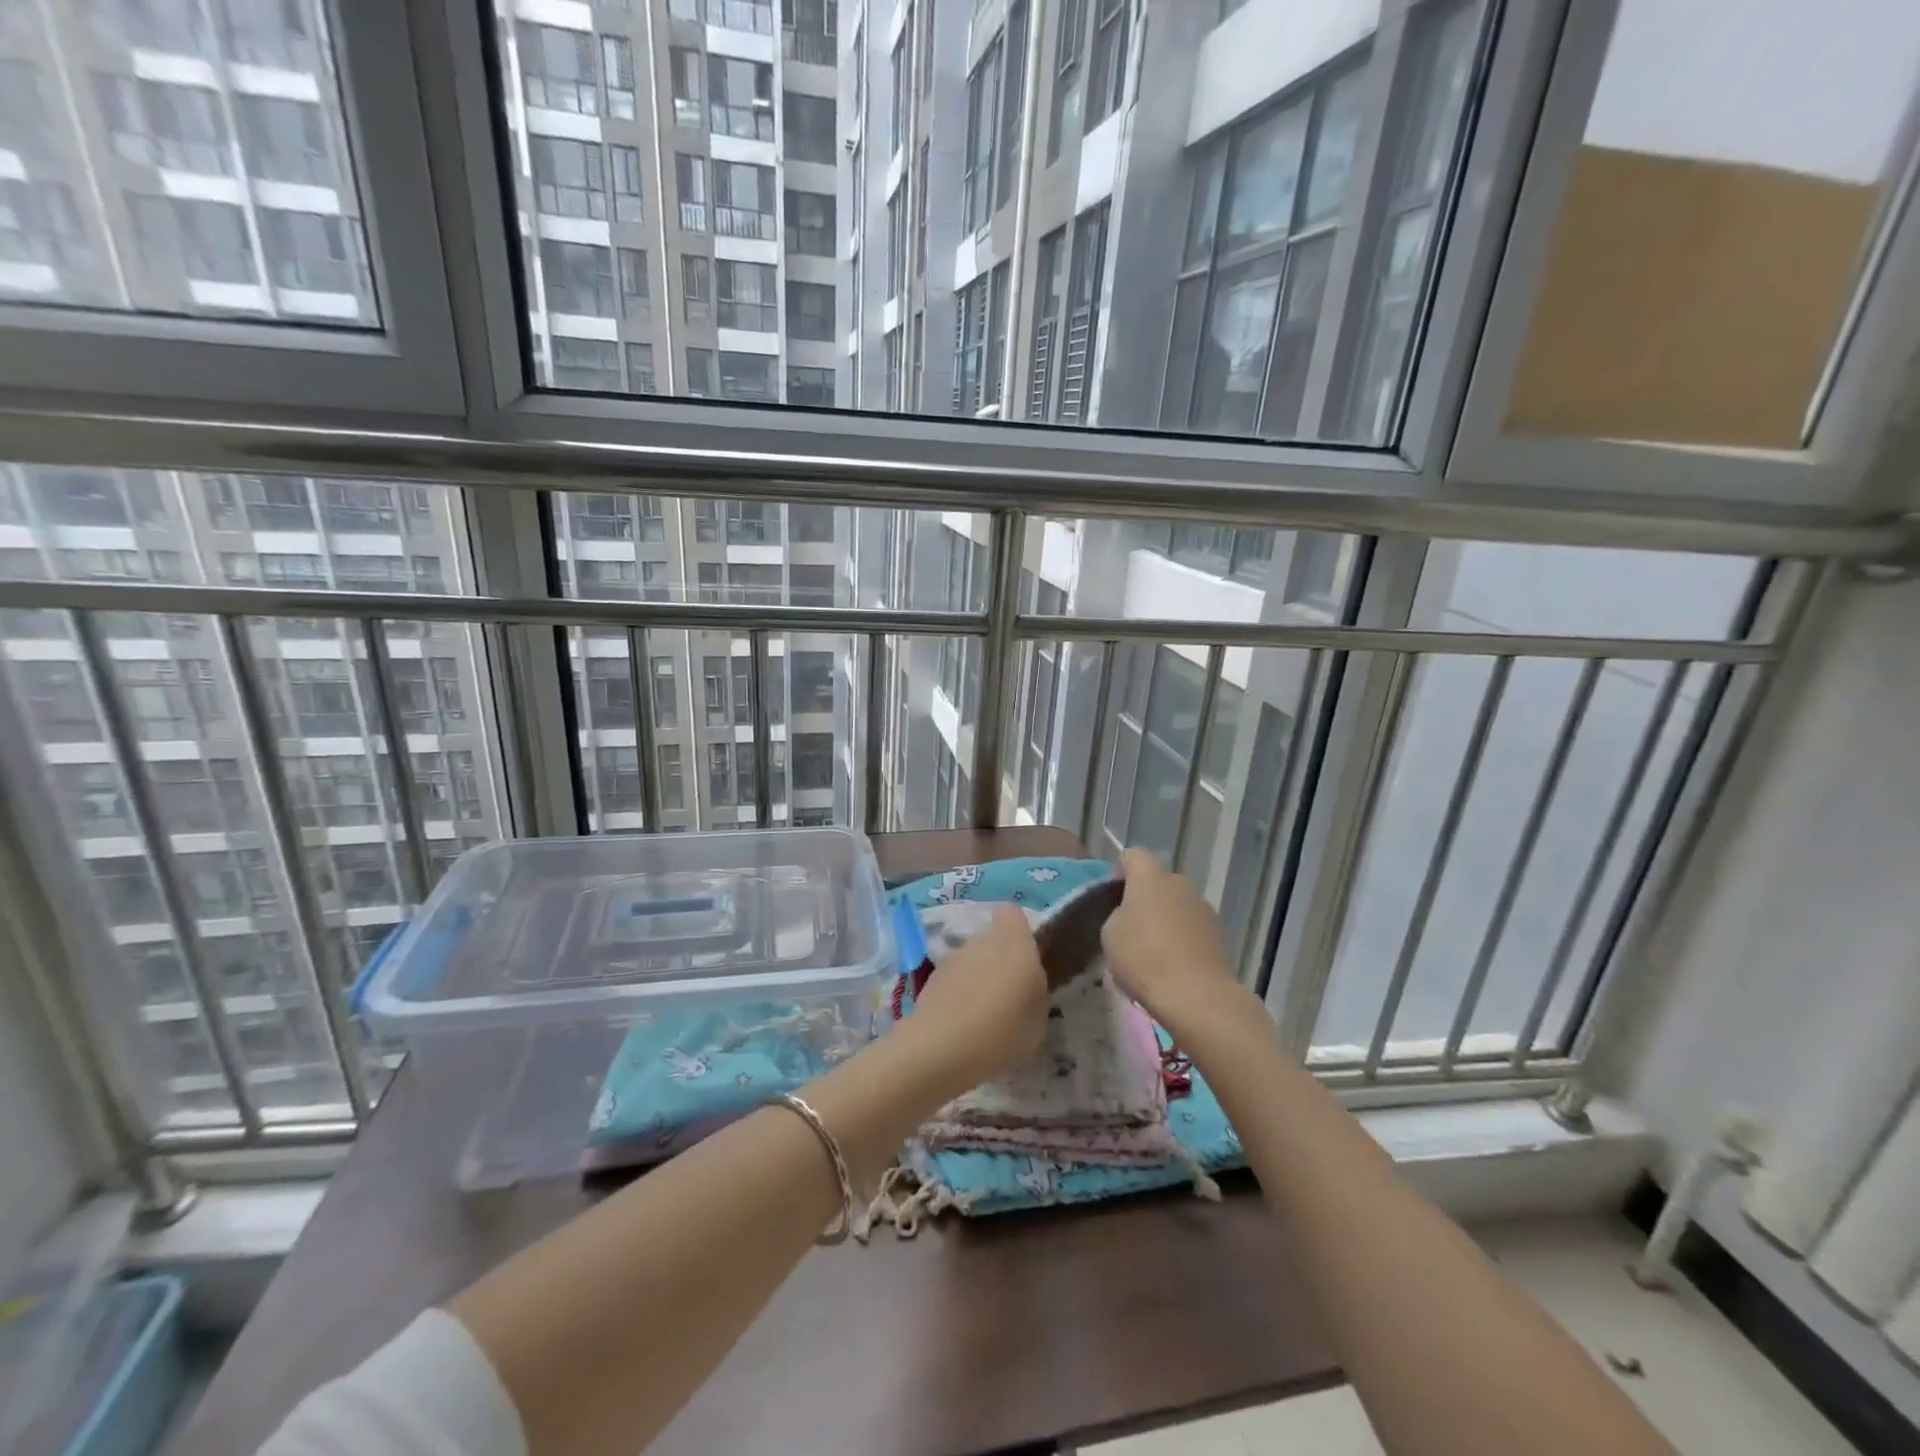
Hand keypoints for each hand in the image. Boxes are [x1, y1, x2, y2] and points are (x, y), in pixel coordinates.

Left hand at [904, 904, 1048, 1091]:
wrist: (939, 1049)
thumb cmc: (1002, 1032)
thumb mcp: (1039, 1020)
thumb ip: (1036, 993)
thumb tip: (1027, 986)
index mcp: (1014, 944)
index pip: (1012, 913)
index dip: (1019, 930)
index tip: (1027, 958)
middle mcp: (982, 942)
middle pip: (993, 940)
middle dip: (1001, 961)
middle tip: (1009, 997)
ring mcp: (953, 958)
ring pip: (973, 960)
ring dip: (979, 979)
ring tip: (984, 1018)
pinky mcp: (932, 979)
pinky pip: (955, 979)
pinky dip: (959, 995)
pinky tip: (962, 1027)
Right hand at [1102, 850, 1242, 1033]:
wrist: (1197, 996)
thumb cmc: (1144, 958)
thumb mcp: (1110, 935)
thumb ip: (1116, 914)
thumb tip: (1129, 915)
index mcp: (1150, 877)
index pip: (1132, 855)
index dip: (1120, 871)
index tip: (1111, 896)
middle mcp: (1180, 883)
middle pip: (1157, 881)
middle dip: (1143, 898)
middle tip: (1129, 928)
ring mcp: (1203, 907)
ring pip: (1176, 904)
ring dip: (1163, 918)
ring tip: (1151, 951)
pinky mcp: (1218, 932)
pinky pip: (1191, 926)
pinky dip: (1181, 937)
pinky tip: (1172, 965)